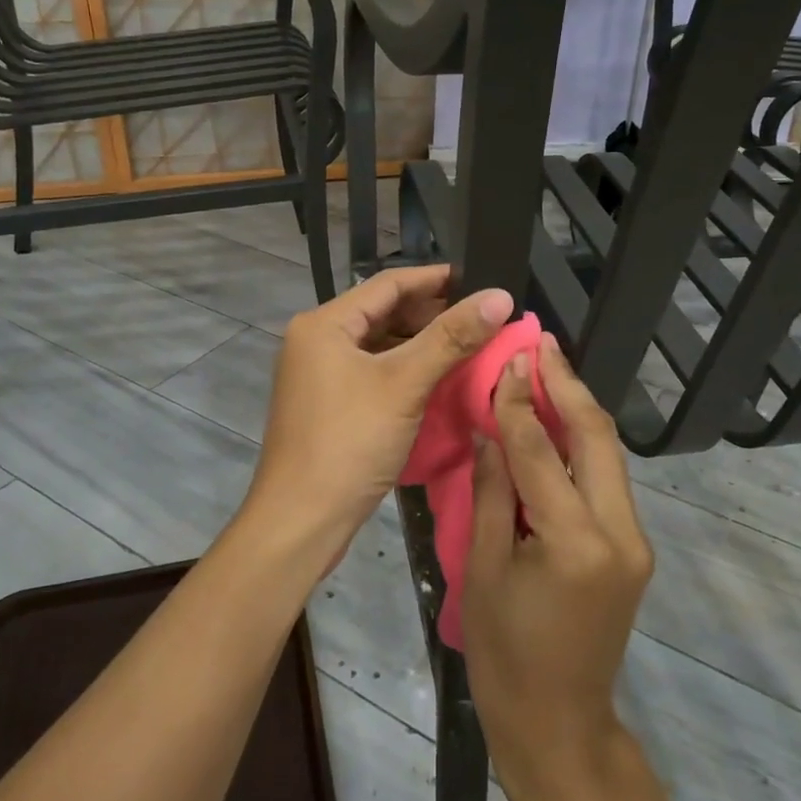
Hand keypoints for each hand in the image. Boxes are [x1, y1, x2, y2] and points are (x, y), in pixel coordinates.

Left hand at [242, 265, 512, 566]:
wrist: (300, 522)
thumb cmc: (349, 443)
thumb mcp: (404, 384)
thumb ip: (451, 337)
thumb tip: (500, 296)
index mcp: (324, 324)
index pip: (388, 284)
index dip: (437, 279)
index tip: (482, 280)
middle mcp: (317, 341)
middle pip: (384, 313)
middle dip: (433, 314)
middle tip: (484, 319)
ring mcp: (320, 375)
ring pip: (380, 345)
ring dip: (422, 344)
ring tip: (471, 346)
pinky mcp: (329, 405)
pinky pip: (374, 373)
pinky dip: (407, 371)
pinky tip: (441, 380)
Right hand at [461, 335, 653, 787]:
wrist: (559, 725)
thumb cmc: (506, 654)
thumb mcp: (484, 569)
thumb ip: (493, 491)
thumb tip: (492, 428)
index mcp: (574, 542)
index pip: (543, 451)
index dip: (520, 400)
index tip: (508, 356)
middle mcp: (619, 532)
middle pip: (598, 437)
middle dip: (567, 385)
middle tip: (540, 342)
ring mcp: (635, 540)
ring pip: (609, 454)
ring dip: (578, 408)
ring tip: (547, 367)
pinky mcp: (633, 547)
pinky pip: (606, 479)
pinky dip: (582, 443)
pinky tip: (557, 420)